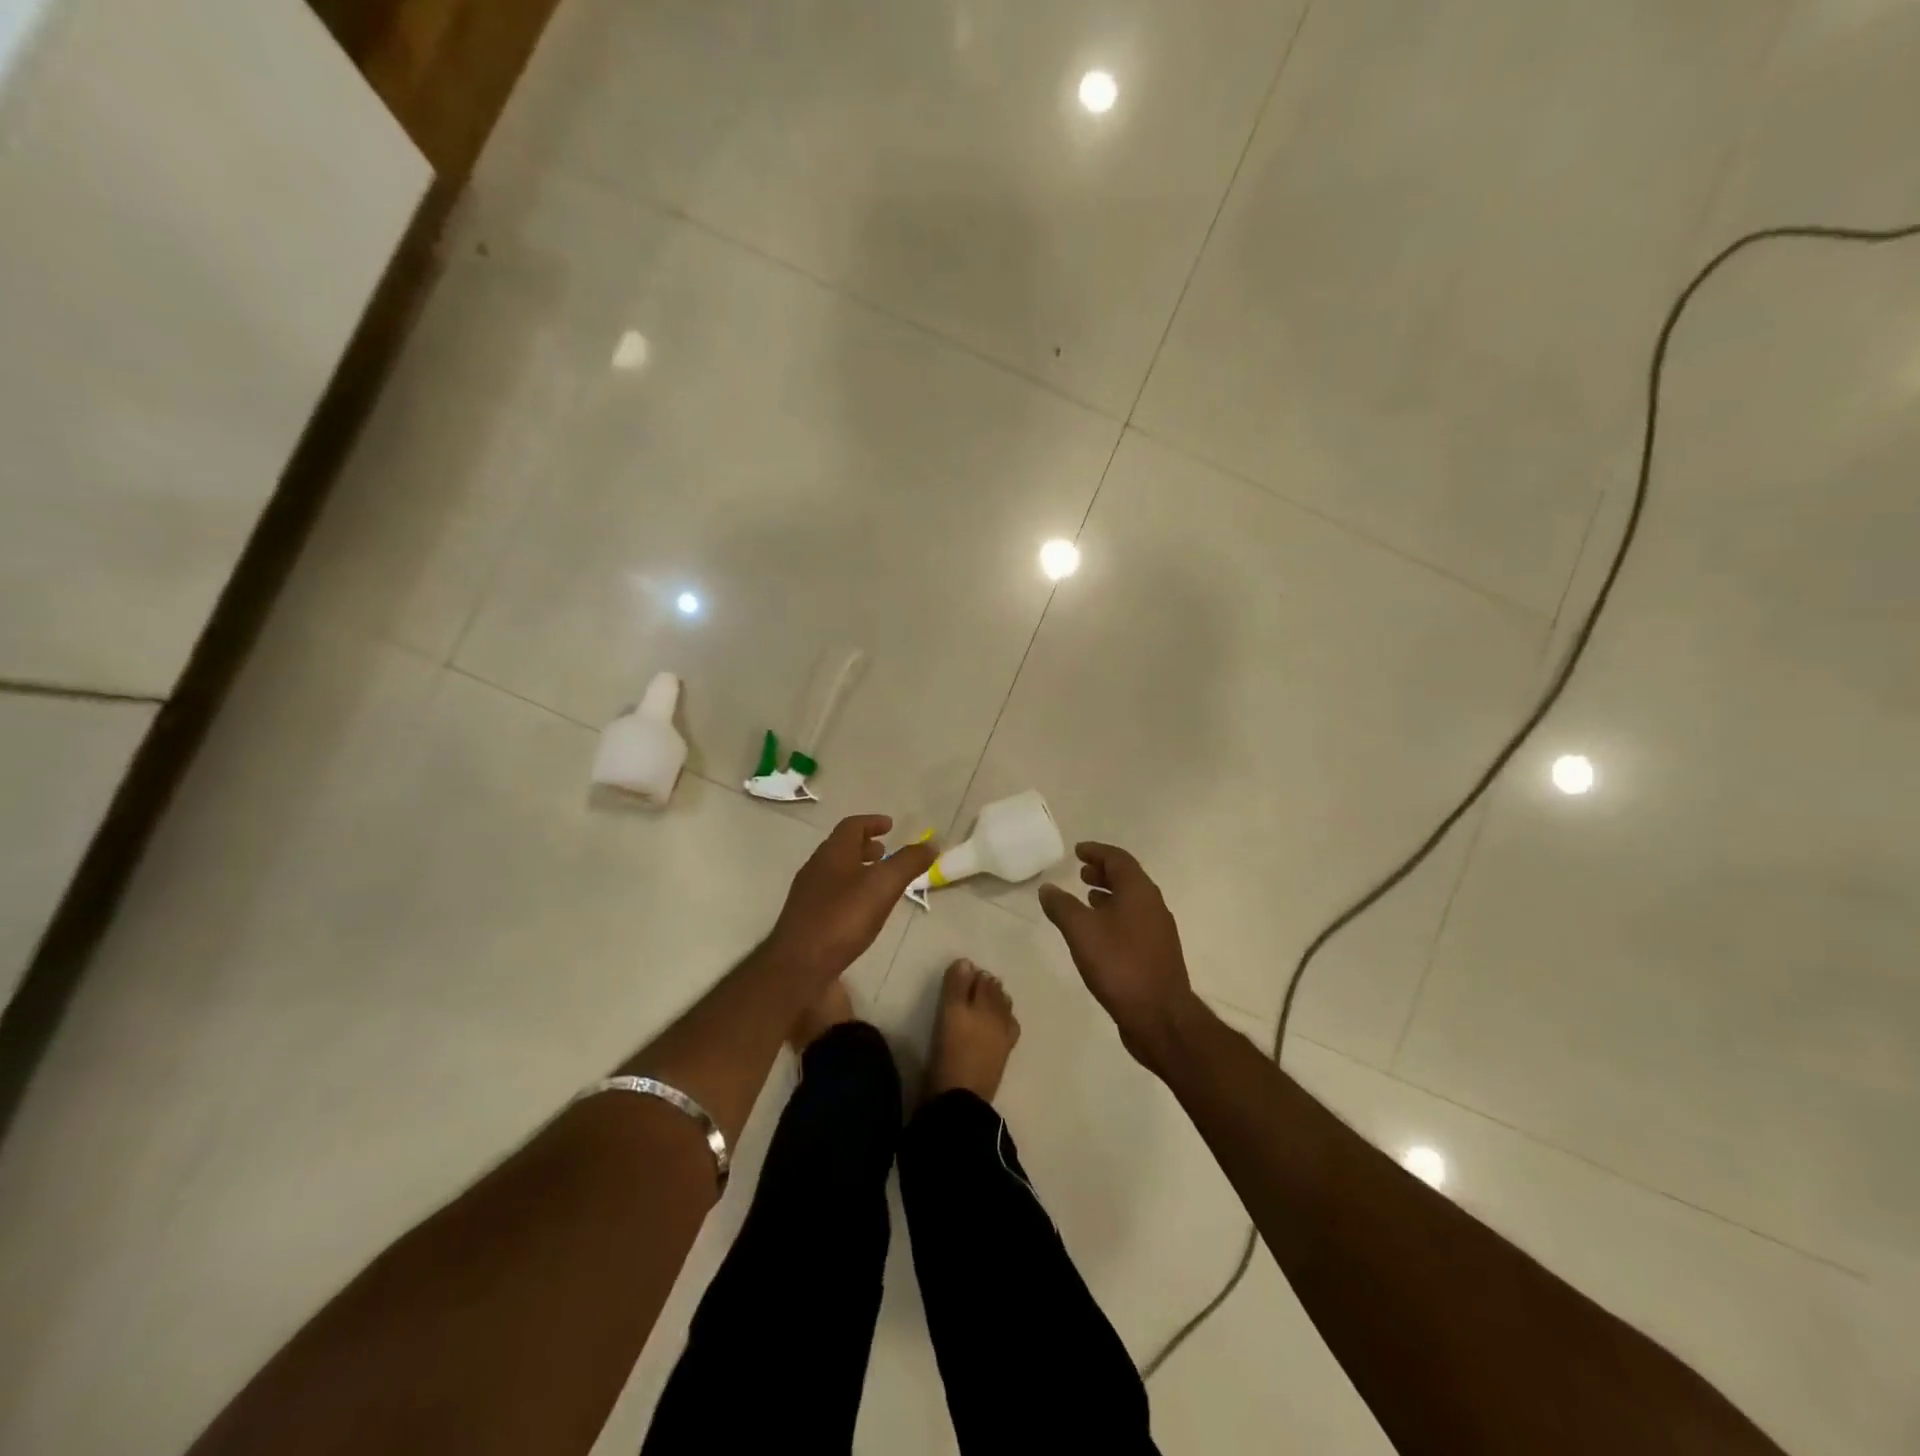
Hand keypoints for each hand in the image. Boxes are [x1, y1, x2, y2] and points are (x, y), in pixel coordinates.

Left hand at [769, 815, 936, 981]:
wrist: (799, 966)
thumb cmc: (842, 918)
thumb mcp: (883, 886)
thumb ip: (908, 862)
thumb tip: (931, 843)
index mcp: (833, 853)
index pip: (852, 826)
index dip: (872, 822)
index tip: (890, 825)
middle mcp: (816, 868)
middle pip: (841, 848)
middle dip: (865, 846)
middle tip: (885, 852)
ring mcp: (807, 894)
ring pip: (835, 872)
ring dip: (857, 870)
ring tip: (878, 883)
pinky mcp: (805, 919)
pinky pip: (830, 894)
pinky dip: (849, 892)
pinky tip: (861, 912)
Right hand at [1039, 842, 1202, 1069]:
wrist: (1159, 1016)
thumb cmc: (1119, 965)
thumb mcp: (1081, 931)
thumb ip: (1062, 906)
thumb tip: (1048, 887)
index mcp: (1139, 891)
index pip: (1118, 859)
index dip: (1096, 852)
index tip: (1078, 850)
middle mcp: (1153, 905)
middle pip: (1128, 878)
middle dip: (1103, 872)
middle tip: (1081, 872)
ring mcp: (1159, 930)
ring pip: (1132, 901)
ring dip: (1109, 894)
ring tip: (1086, 898)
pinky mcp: (1157, 953)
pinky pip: (1134, 921)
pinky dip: (1115, 915)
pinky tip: (1100, 932)